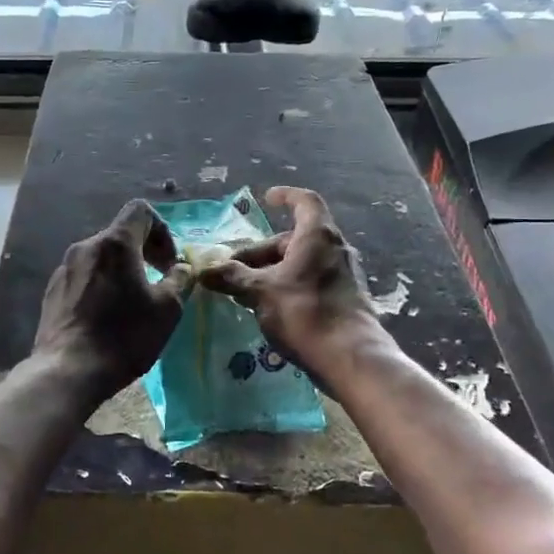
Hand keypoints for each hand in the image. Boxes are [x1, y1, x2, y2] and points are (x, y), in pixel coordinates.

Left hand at [35, 201, 192, 400]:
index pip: (140, 210)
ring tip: (131, 304)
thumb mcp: (167, 309)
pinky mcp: (52, 291)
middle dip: (143, 253)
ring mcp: (64, 268)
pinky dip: (100, 286)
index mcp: (115, 244)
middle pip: (119, 235)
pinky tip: (105, 318)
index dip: (161, 230)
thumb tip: (181, 267)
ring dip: (121, 271)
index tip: (168, 263)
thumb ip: (179, 280)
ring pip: (100, 258)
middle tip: (157, 283)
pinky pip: (83, 277)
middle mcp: (85, 247)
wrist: (68, 370)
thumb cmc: (124, 336)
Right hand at [201, 187, 381, 376]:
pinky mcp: (346, 300)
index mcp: (317, 235)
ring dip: (273, 271)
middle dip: (262, 251)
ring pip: (302, 263)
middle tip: (234, 269)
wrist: (350, 357)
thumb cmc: (304, 312)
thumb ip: (232, 278)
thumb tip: (204, 271)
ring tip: (246, 290)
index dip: (286, 196)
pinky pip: (311, 282)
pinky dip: (289, 286)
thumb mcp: (260, 292)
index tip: (267, 198)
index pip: (304, 202)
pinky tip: (270, 308)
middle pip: (294, 239)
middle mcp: (335, 249)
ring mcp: (344, 275)